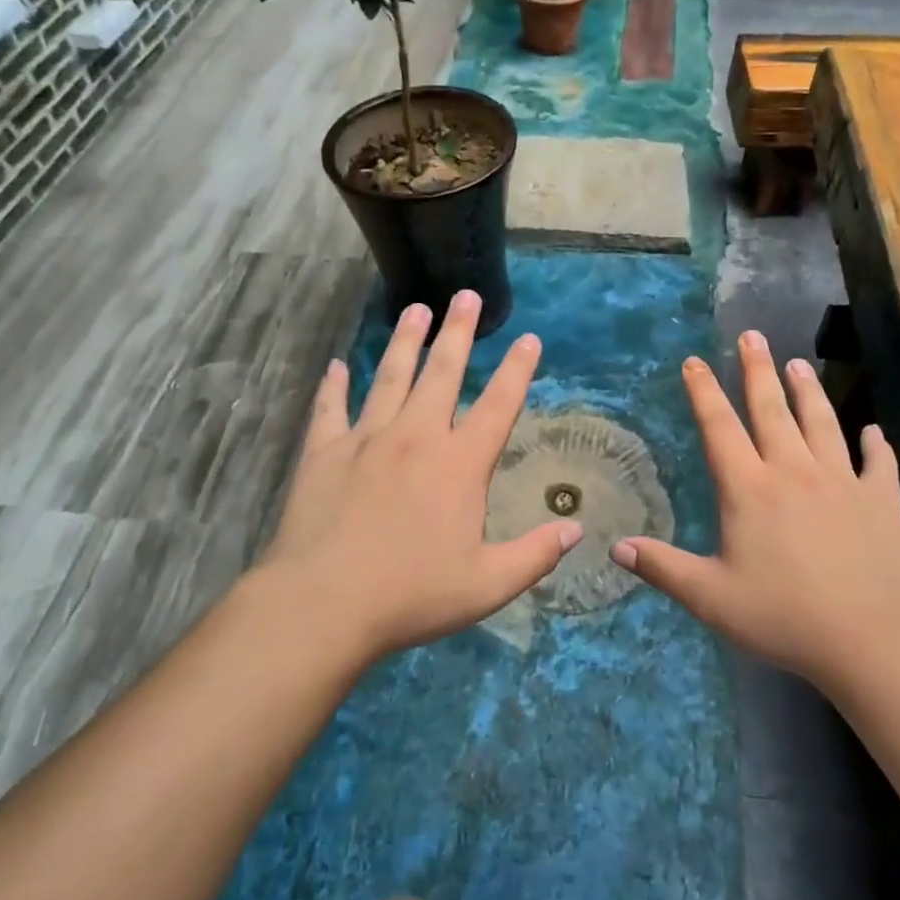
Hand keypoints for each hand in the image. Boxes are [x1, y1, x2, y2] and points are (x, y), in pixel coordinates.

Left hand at [249, 290, 581, 666]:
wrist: (324, 603)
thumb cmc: (412, 594)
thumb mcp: (488, 584)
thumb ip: (535, 554)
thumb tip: (575, 529)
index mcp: (460, 463)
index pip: (498, 405)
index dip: (517, 370)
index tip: (529, 339)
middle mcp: (416, 436)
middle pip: (442, 372)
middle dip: (458, 332)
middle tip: (465, 296)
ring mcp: (367, 438)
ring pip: (390, 376)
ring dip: (405, 341)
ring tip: (415, 309)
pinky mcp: (324, 451)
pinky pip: (331, 408)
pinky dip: (334, 385)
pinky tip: (338, 366)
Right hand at [610, 330, 899, 691]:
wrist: (870, 638)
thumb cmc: (783, 616)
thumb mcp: (710, 597)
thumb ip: (663, 568)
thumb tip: (616, 547)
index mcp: (749, 488)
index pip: (720, 428)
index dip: (704, 392)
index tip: (695, 361)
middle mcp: (793, 471)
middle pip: (771, 410)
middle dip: (757, 370)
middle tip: (752, 336)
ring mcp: (842, 481)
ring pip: (821, 423)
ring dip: (808, 391)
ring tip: (798, 363)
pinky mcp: (882, 500)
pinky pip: (879, 464)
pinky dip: (876, 445)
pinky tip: (873, 431)